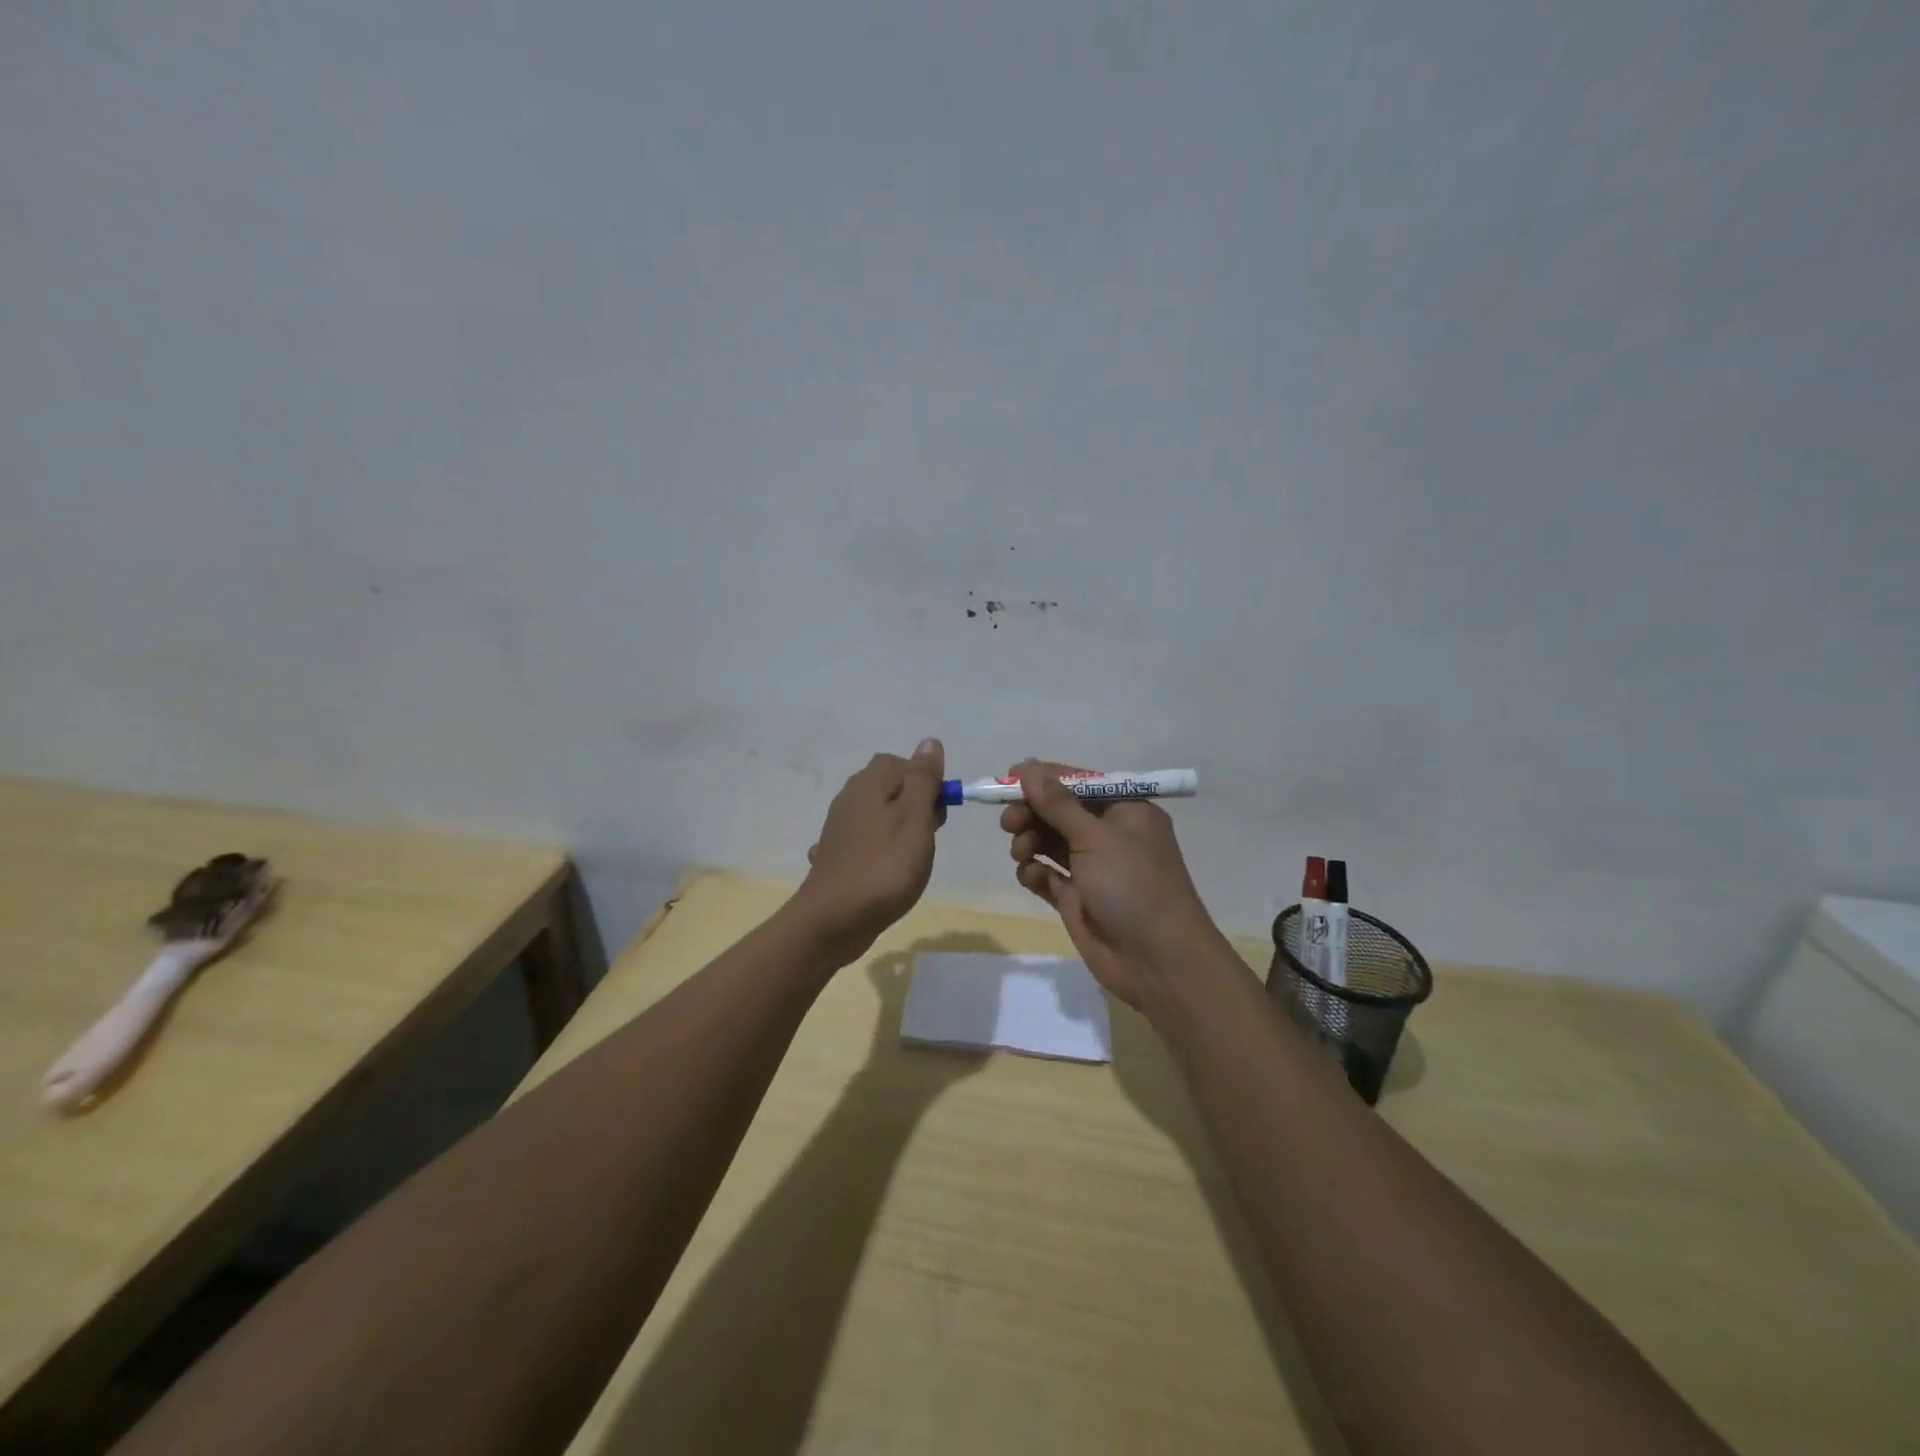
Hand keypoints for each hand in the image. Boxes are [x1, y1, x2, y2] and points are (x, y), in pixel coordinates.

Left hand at [795, 739, 945, 959]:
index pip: (901, 762)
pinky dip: (877, 850)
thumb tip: (929, 742)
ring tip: (910, 858)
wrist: (833, 921)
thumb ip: (923, 780)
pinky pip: (864, 841)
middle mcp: (849, 798)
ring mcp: (839, 828)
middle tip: (928, 837)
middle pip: (889, 786)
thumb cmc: (884, 868)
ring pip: (877, 813)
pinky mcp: (836, 855)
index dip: (925, 781)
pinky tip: (883, 870)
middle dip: (914, 805)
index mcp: (869, 784)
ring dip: (897, 828)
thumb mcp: (915, 820)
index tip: (938, 812)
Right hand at [1001, 760, 1227, 1011]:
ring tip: (1022, 853)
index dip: (1044, 779)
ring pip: (1049, 842)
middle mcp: (1109, 835)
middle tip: (1009, 823)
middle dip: (1032, 813)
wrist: (1158, 962)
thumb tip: (1026, 767)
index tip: (1008, 779)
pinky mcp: (1077, 898)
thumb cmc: (1133, 886)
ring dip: (1030, 841)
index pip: (1078, 783)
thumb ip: (1057, 804)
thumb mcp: (1095, 838)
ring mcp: (1093, 868)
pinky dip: (1034, 872)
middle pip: (1059, 812)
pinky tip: (1032, 877)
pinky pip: (1046, 874)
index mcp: (1126, 811)